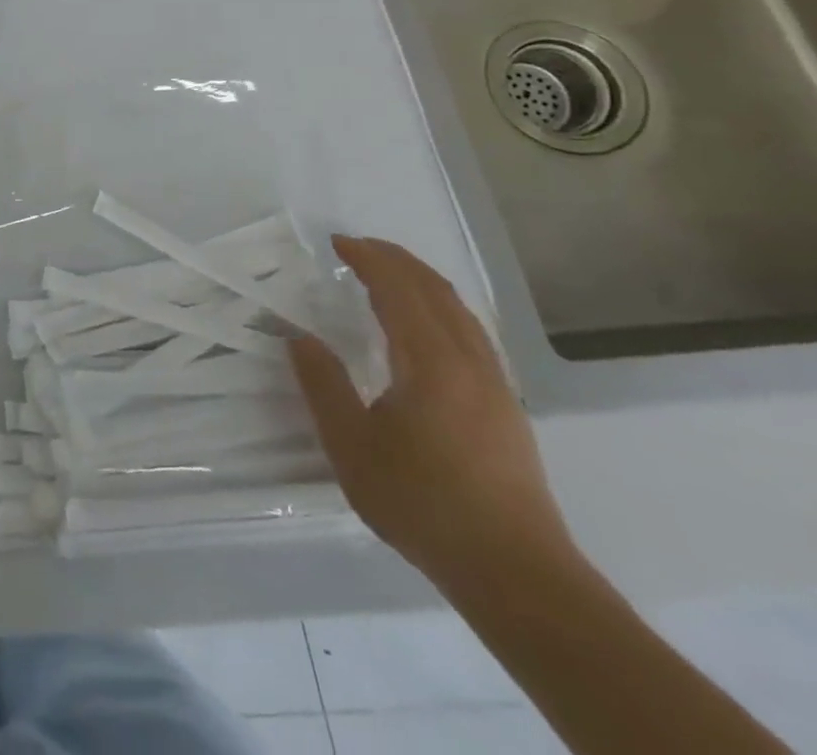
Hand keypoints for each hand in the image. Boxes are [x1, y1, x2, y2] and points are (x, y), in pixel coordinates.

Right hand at [287, 236, 571, 591]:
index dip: (369, 260)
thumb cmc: (423, 503)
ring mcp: (496, 386)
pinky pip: (472, 333)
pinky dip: (441, 309)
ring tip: (387, 275)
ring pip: (461, 312)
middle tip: (357, 248)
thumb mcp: (351, 445)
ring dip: (422, 282)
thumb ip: (323, 385)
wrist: (516, 573)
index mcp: (432, 363)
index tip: (337, 243)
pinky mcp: (506, 408)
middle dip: (397, 261)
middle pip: (436, 292)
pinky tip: (425, 327)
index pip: (400, 291)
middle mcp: (471, 362)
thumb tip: (300, 337)